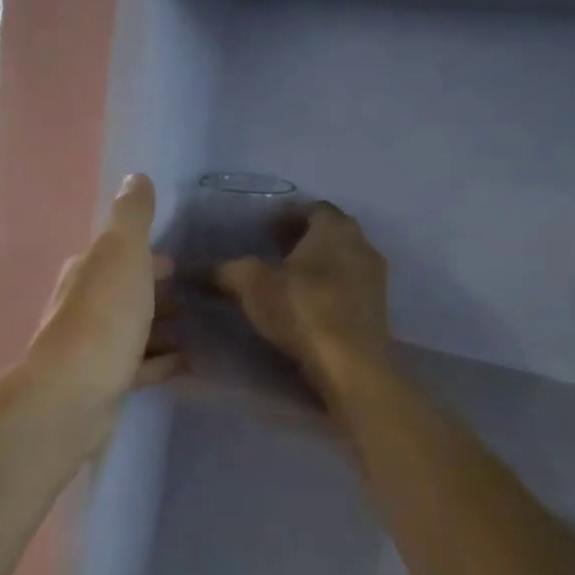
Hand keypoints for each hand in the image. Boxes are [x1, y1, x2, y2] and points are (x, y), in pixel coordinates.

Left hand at [26, 174, 181, 434]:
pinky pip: (139, 366)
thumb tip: (136, 177)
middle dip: (156, 292)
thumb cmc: (102, 319)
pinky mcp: (104, 384)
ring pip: (132, 330)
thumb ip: (131, 217)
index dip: (147, 256)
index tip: (180, 262)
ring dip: (159, 327)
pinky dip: (160, 361)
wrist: (73, 397)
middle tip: (197, 297)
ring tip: (198, 328)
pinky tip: (187, 362)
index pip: (118, 255)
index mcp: (87, 272)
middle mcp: (84, 307)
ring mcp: (92, 348)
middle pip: (125, 293)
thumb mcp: (121, 255)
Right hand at [215, 201, 391, 405]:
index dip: (285, 214)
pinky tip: (303, 304)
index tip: (261, 227)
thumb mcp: (252, 285)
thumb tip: (197, 269)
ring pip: (339, 260)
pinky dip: (325, 287)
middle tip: (269, 250)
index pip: (312, 207)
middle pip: (328, 232)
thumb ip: (226, 270)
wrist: (351, 366)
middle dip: (300, 238)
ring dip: (314, 264)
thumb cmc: (303, 311)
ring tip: (283, 279)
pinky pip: (346, 286)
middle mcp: (362, 244)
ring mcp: (374, 278)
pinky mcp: (376, 309)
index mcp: (335, 228)